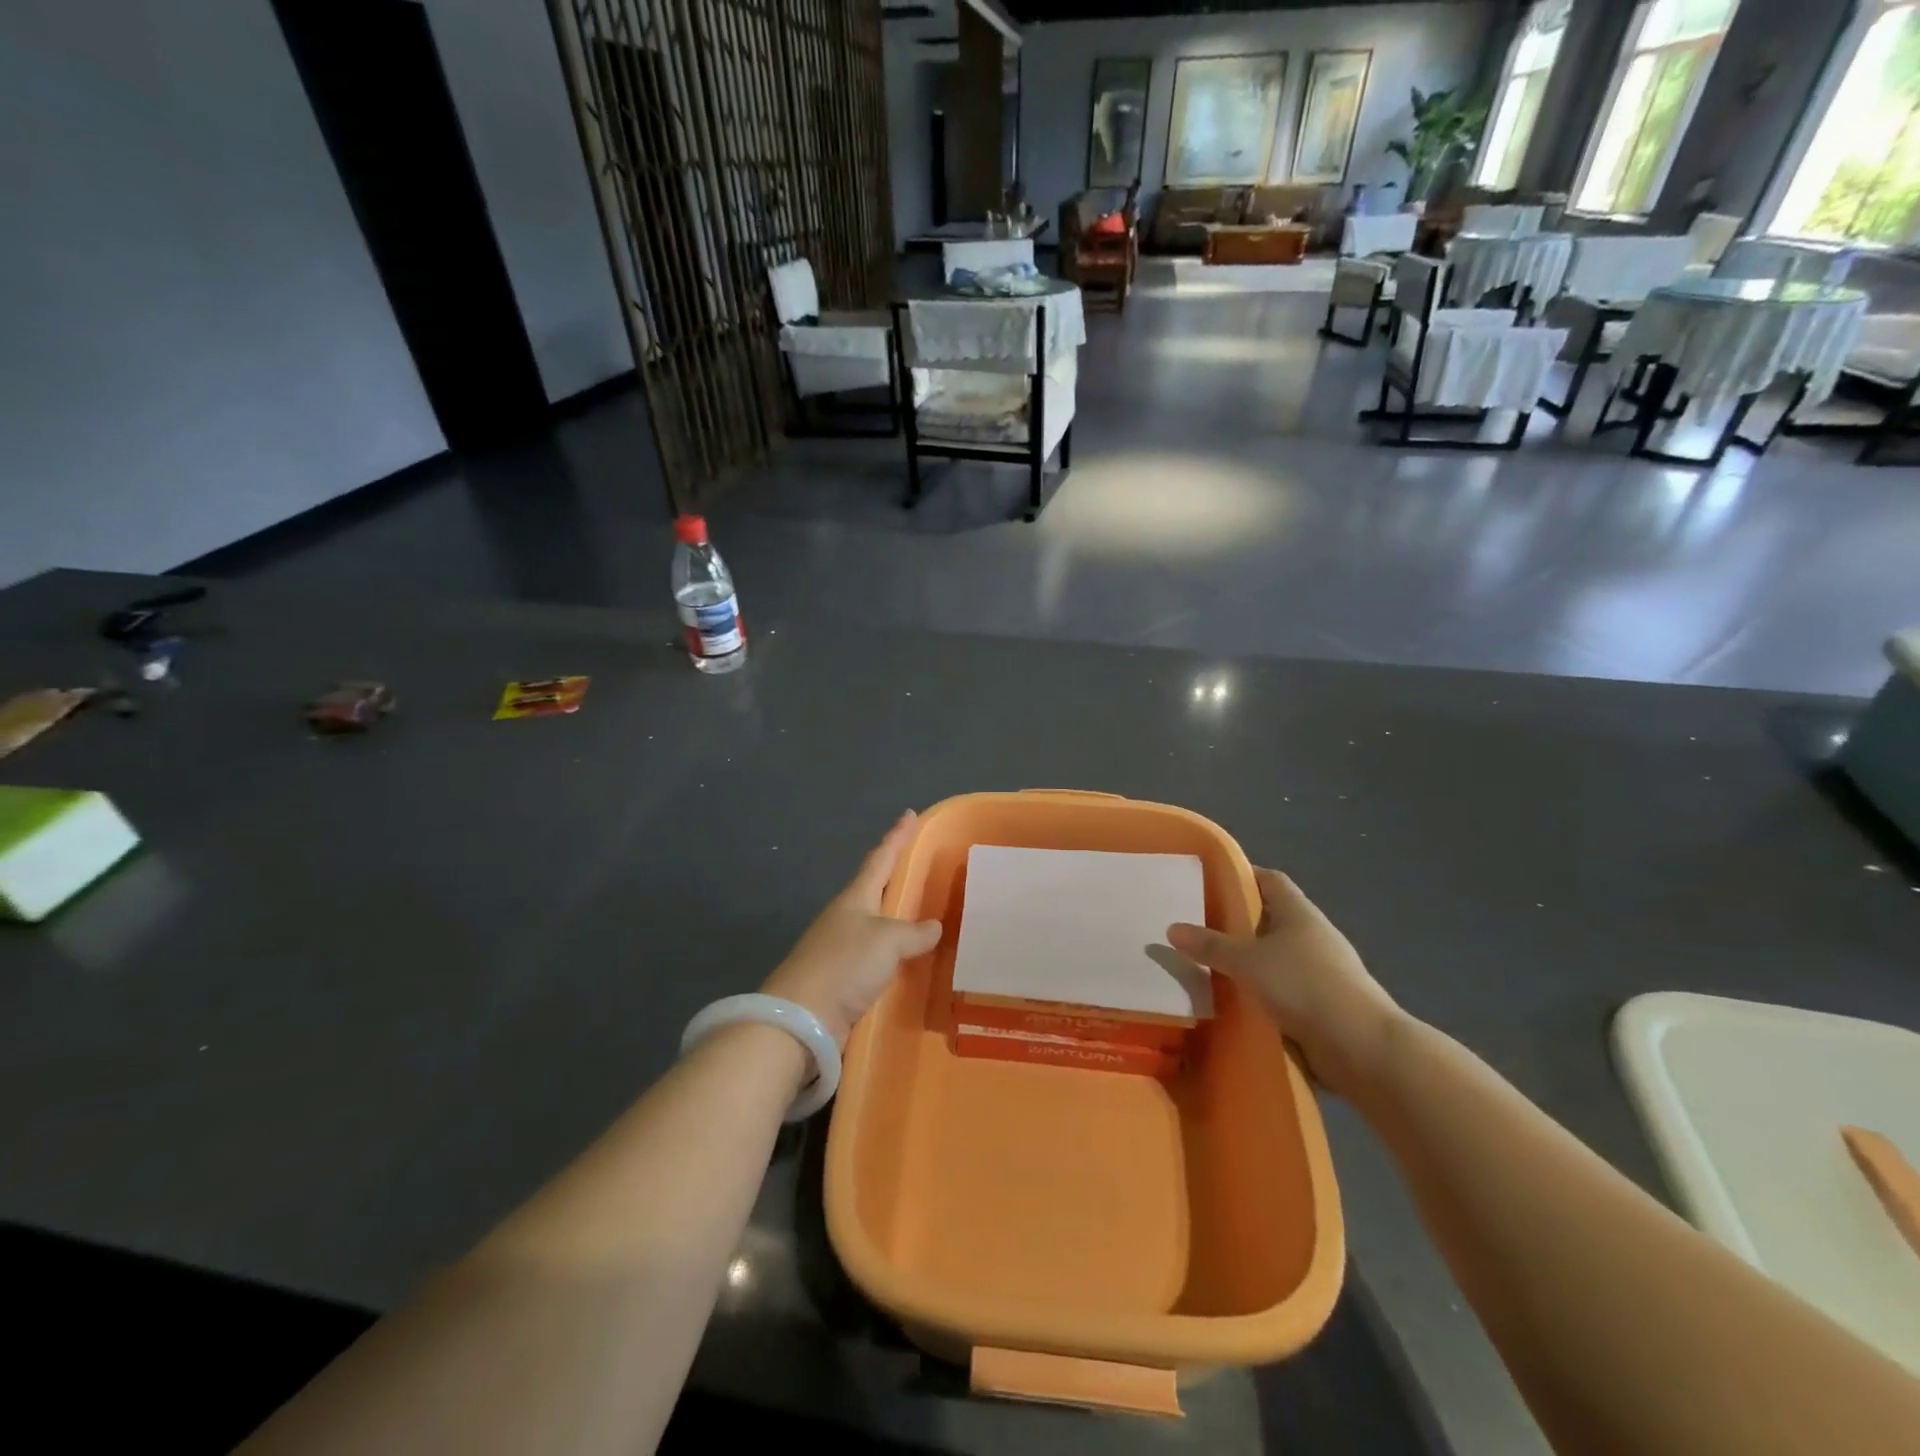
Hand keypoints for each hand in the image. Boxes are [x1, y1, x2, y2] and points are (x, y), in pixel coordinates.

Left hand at [760, 812, 942, 1045]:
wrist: (802, 1018)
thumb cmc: (844, 965)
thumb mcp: (887, 941)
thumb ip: (913, 932)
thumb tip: (934, 927)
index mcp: (855, 898)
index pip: (880, 858)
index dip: (896, 837)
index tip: (909, 814)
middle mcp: (848, 918)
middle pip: (876, 888)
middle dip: (897, 875)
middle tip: (923, 864)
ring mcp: (844, 949)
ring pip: (879, 924)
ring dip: (899, 918)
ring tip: (926, 913)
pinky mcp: (845, 980)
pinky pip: (879, 958)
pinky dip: (897, 954)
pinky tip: (913, 961)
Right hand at [1168, 868, 1403, 1099]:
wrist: (1361, 1047)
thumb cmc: (1304, 986)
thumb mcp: (1248, 962)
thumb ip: (1210, 945)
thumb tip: (1172, 928)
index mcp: (1299, 912)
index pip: (1270, 880)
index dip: (1242, 876)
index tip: (1209, 882)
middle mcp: (1312, 935)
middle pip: (1270, 918)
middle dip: (1237, 922)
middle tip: (1197, 926)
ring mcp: (1321, 971)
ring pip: (1275, 956)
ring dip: (1248, 961)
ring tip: (1208, 965)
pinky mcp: (1322, 1004)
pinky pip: (1283, 989)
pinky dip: (1260, 991)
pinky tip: (1235, 1001)